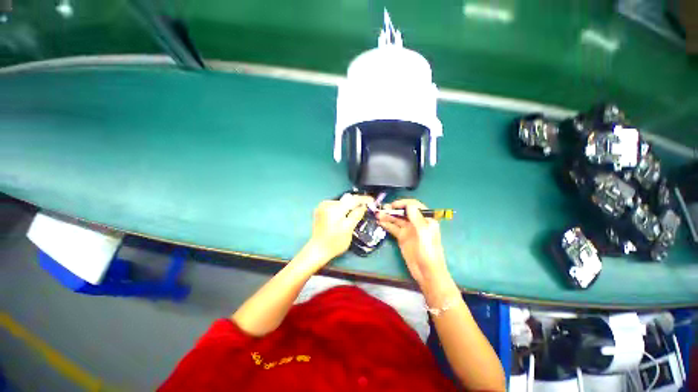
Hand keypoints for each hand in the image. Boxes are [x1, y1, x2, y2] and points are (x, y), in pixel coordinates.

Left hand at [304, 194, 372, 263]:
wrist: (317, 250)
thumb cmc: (335, 242)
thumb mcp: (349, 229)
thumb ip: (356, 215)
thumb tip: (363, 206)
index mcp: (335, 208)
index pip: (352, 199)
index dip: (363, 199)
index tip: (372, 200)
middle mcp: (327, 204)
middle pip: (346, 200)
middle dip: (356, 203)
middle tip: (366, 207)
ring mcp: (322, 207)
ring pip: (341, 202)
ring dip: (349, 206)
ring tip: (357, 211)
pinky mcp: (320, 211)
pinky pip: (335, 206)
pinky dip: (342, 209)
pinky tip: (346, 215)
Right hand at [378, 199, 449, 287]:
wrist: (427, 272)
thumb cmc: (429, 253)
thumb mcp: (424, 235)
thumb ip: (417, 220)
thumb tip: (409, 205)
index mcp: (425, 220)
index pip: (414, 206)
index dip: (403, 204)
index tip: (393, 205)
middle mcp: (416, 223)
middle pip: (404, 212)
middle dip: (393, 210)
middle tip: (382, 209)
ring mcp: (408, 230)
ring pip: (397, 219)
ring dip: (388, 216)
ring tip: (378, 215)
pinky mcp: (402, 237)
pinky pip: (394, 228)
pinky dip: (387, 224)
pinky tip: (380, 222)